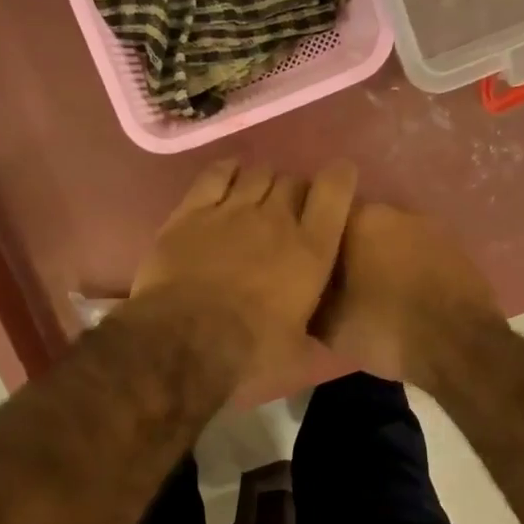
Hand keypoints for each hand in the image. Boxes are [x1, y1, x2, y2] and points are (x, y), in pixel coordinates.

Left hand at [131, 159, 357, 385]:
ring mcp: (232, 210)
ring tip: (257, 197)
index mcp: (311, 251)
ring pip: (257, 173)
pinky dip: (227, 171)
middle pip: (293, 181)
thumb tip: (311, 335)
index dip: (339, 179)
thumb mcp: (295, 352)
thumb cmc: (248, 352)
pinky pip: (216, 174)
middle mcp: (276, 220)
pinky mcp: (192, 211)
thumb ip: (308, 333)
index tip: (338, 180)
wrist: (184, 341)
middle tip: (287, 211)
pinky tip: (229, 176)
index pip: (335, 191)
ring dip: (263, 181)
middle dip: (294, 191)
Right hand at [314, 203, 501, 387]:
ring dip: (378, 259)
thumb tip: (297, 290)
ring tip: (369, 293)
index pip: (321, 216)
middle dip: (345, 250)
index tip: (302, 266)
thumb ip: (307, 297)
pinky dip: (406, 270)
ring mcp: (432, 228)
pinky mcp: (457, 250)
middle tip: (334, 283)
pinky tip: (402, 298)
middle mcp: (396, 211)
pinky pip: (417, 255)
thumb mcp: (328, 324)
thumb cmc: (386, 328)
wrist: (461, 347)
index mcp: (361, 219)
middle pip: (357, 227)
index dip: (310, 241)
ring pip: (389, 240)